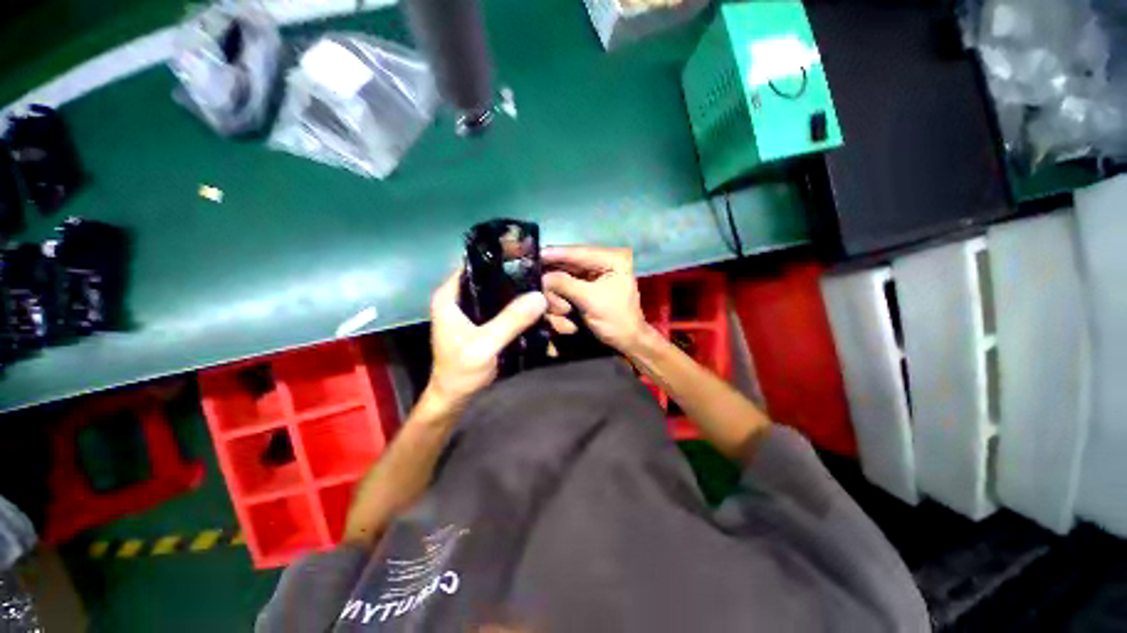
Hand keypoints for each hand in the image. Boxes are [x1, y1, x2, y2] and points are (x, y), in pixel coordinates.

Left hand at [425, 268, 547, 411]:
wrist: (456, 398)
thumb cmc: (461, 371)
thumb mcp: (485, 345)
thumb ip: (510, 321)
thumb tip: (539, 296)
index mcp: (449, 296)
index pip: (474, 265)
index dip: (499, 258)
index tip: (526, 255)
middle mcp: (459, 298)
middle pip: (490, 278)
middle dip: (515, 278)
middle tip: (540, 276)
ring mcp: (472, 311)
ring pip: (498, 293)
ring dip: (519, 294)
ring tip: (541, 289)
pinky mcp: (483, 323)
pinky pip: (503, 308)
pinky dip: (517, 308)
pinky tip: (534, 308)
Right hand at [542, 246, 648, 353]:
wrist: (627, 342)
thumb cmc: (616, 320)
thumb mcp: (591, 300)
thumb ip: (565, 285)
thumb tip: (542, 276)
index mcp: (611, 259)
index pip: (578, 252)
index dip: (555, 253)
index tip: (535, 253)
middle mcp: (601, 263)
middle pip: (566, 265)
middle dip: (556, 284)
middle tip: (552, 300)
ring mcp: (592, 276)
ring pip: (562, 279)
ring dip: (559, 298)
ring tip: (566, 313)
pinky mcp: (585, 288)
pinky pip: (564, 291)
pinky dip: (561, 303)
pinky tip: (565, 314)